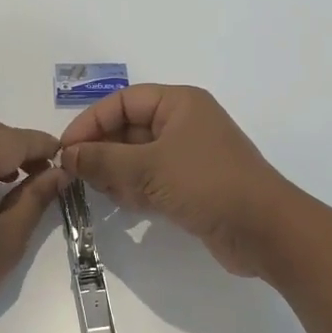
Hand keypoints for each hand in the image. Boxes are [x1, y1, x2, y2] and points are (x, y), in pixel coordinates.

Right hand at [59, 85, 295, 276]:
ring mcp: (188, 156)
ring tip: (99, 192)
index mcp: (179, 103)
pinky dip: (134, 189)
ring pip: (137, 157)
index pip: (123, 102)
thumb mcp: (148, 168)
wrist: (265, 231)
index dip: (91, 122)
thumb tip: (68, 155)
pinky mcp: (191, 186)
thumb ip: (103, 160)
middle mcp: (183, 123)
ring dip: (116, 173)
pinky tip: (123, 205)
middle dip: (102, 150)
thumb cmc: (207, 184)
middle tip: (76, 175)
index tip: (66, 149)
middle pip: (128, 128)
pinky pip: (151, 179)